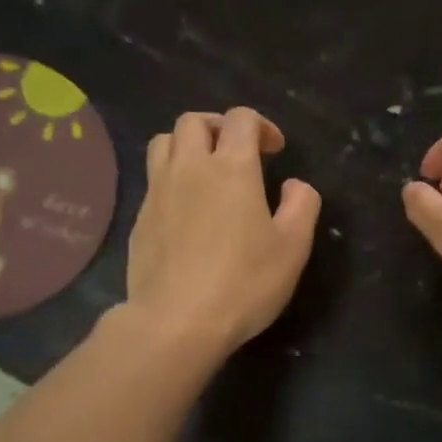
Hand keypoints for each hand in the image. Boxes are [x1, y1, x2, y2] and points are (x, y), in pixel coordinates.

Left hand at [126, 108, 320, 361]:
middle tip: (238, 153)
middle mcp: (190, 168)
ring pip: (164, 143)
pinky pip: (153, 179)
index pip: (241, 119)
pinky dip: (171, 178)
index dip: (262, 126)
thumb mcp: (293, 248)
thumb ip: (302, 206)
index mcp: (232, 168)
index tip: (275, 151)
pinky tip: (186, 209)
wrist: (176, 321)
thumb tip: (296, 185)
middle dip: (219, 127)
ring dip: (187, 145)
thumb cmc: (243, 283)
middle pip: (194, 121)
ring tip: (205, 171)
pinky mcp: (140, 219)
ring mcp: (158, 192)